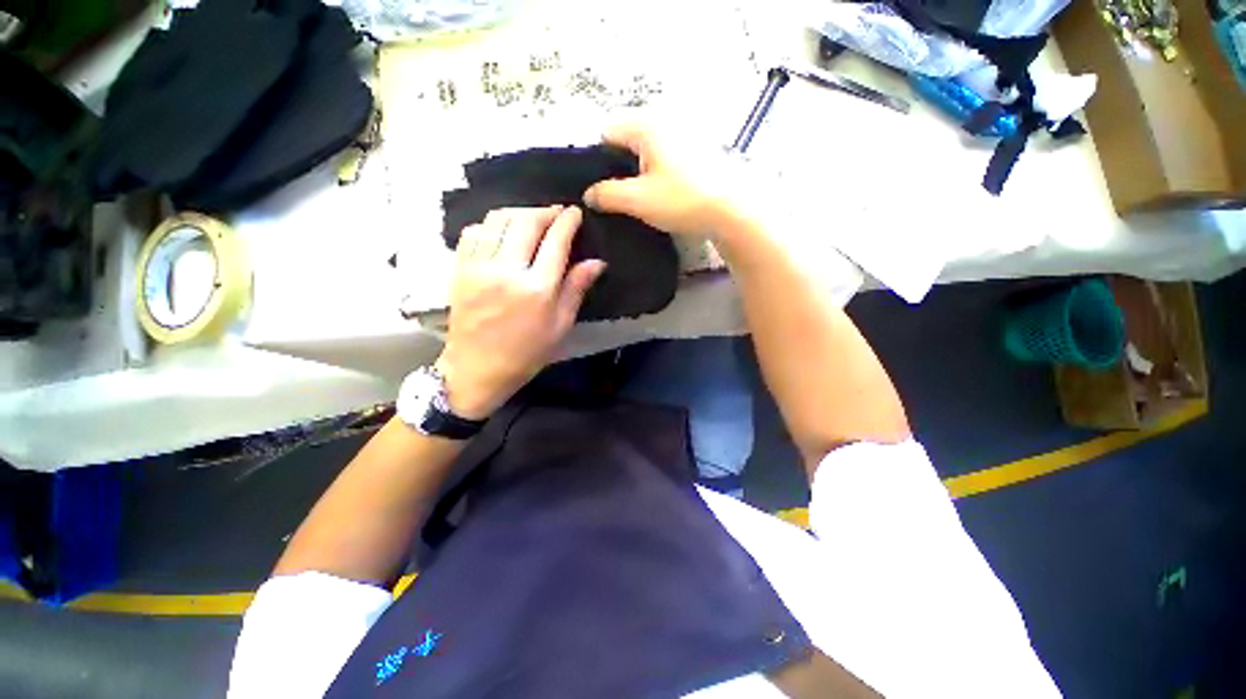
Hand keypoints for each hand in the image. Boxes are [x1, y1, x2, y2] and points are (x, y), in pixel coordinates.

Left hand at [435, 206, 604, 419]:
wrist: (477, 369)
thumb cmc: (526, 352)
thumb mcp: (560, 326)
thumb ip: (576, 289)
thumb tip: (597, 262)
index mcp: (537, 289)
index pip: (556, 241)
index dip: (567, 221)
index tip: (574, 212)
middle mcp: (507, 271)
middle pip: (527, 221)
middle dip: (545, 211)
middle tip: (556, 213)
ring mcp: (479, 267)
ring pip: (499, 220)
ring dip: (519, 212)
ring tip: (532, 217)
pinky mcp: (460, 269)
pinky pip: (475, 232)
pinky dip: (491, 223)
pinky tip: (502, 231)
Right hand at [583, 124, 751, 237]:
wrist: (731, 210)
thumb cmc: (681, 200)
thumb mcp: (637, 199)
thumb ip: (607, 195)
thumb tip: (588, 194)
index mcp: (646, 126)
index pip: (607, 133)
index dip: (597, 161)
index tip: (599, 189)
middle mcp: (664, 124)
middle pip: (627, 144)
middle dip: (617, 170)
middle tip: (615, 200)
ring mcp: (682, 139)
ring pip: (646, 156)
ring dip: (637, 177)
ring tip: (637, 203)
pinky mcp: (695, 157)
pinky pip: (664, 163)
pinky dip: (656, 178)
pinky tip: (659, 200)